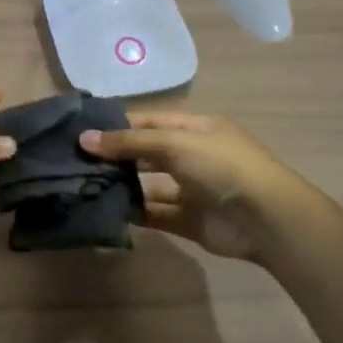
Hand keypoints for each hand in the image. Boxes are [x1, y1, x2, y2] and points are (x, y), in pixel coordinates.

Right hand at [79, 111, 308, 259]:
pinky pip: (156, 214)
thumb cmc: (221, 166)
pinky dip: (135, 213)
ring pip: (149, 184)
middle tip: (76, 160)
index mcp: (194, 129)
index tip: (82, 131)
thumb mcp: (174, 143)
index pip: (148, 121)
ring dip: (123, 185)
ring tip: (86, 185)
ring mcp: (191, 189)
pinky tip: (108, 211)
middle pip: (146, 152)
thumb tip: (84, 138)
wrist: (266, 219)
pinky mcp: (189, 220)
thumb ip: (129, 142)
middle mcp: (192, 156)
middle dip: (116, 155)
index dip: (118, 124)